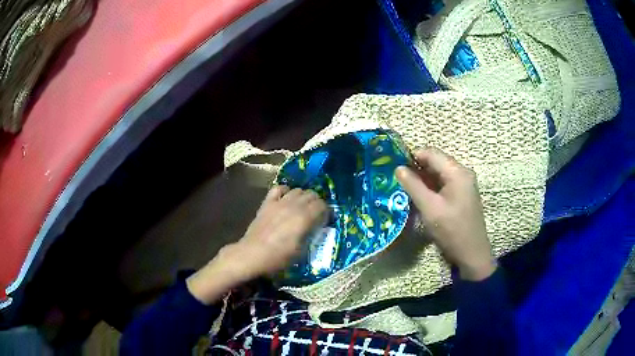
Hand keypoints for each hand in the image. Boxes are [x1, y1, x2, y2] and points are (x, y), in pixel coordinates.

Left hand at [187, 186, 326, 303]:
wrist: (253, 253)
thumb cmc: (278, 257)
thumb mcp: (301, 251)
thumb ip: (311, 234)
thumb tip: (315, 227)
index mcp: (304, 218)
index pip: (322, 205)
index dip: (326, 212)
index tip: (325, 220)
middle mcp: (294, 206)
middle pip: (312, 194)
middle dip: (317, 203)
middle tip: (315, 214)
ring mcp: (279, 202)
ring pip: (298, 190)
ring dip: (303, 197)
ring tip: (302, 207)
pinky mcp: (267, 202)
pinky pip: (279, 188)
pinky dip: (285, 191)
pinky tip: (286, 198)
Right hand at [395, 148, 495, 280]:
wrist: (472, 254)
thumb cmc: (451, 230)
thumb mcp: (429, 208)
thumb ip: (413, 186)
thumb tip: (398, 168)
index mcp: (457, 172)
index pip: (431, 153)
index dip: (411, 157)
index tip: (394, 168)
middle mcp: (462, 173)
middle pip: (436, 162)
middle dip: (416, 168)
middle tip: (398, 179)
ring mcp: (464, 184)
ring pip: (439, 173)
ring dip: (423, 178)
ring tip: (405, 188)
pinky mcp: (462, 195)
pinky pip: (444, 184)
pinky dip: (431, 187)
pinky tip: (420, 196)